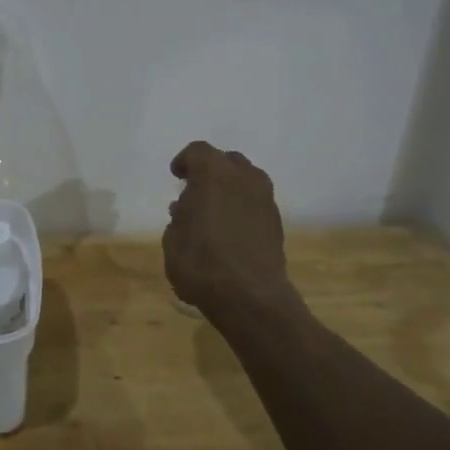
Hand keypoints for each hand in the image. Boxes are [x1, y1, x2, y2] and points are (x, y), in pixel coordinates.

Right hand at [163, 141, 290, 317]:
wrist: (250, 297)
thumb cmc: (201, 262)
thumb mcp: (172, 239)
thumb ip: (179, 217)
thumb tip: (186, 210)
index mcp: (213, 172)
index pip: (197, 152)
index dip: (185, 162)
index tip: (177, 176)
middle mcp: (244, 177)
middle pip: (227, 161)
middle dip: (211, 172)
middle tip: (196, 192)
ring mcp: (265, 199)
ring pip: (245, 181)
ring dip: (229, 190)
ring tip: (213, 213)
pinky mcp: (277, 222)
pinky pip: (255, 203)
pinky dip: (242, 208)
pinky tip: (230, 231)